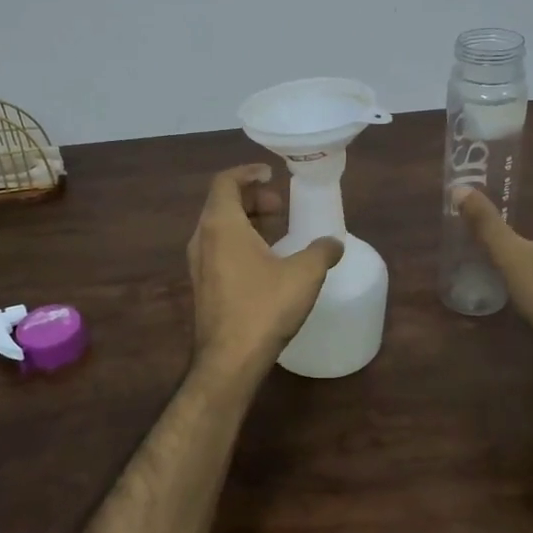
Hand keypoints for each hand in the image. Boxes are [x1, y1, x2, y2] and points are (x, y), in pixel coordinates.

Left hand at [188, 165, 344, 378]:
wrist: (229, 360)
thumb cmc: (263, 308)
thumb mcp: (304, 275)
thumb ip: (322, 251)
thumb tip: (334, 242)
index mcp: (220, 225)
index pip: (225, 182)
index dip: (247, 172)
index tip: (271, 174)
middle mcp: (202, 238)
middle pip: (221, 202)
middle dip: (251, 197)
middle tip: (279, 206)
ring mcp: (198, 264)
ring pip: (219, 227)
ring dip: (246, 221)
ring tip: (276, 229)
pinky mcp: (202, 285)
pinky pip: (218, 248)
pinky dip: (239, 241)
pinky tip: (265, 260)